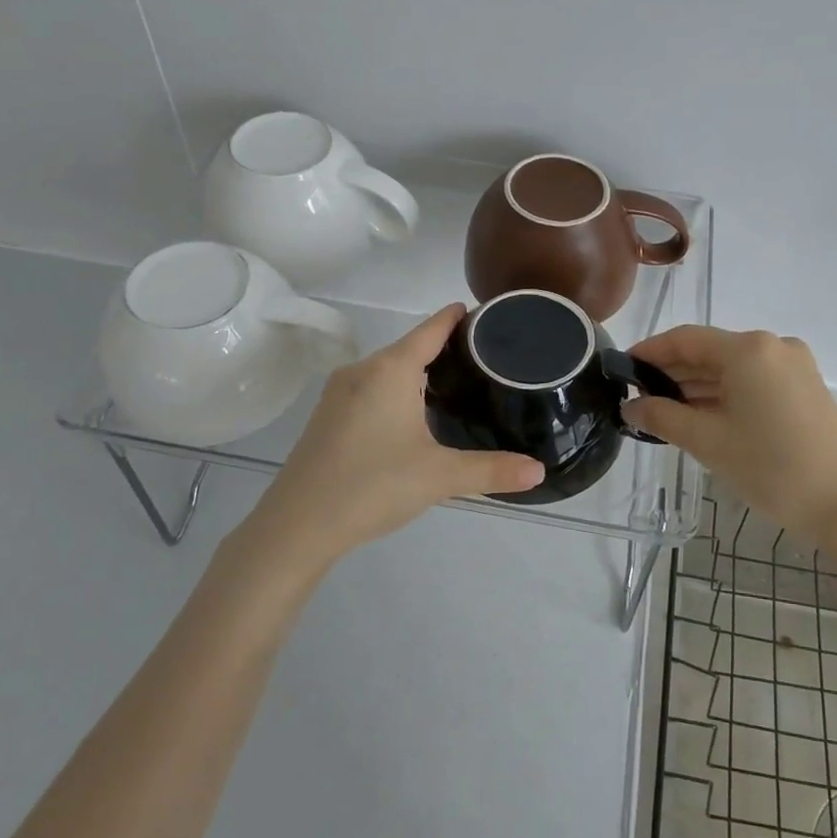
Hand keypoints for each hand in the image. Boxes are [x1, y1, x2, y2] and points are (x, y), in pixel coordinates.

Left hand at [252, 304, 544, 564]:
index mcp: (390, 370)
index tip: (481, 312)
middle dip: (443, 348)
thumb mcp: (439, 477)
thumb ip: (491, 470)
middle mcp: (362, 370)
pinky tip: (412, 415)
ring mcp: (338, 393)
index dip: (456, 317)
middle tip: (484, 359)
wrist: (297, 525)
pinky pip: (370, 388)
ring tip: (455, 385)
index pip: (431, 329)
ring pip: (388, 369)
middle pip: (409, 346)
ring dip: (417, 371)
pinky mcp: (327, 416)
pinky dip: (396, 390)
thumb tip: (539, 470)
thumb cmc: (373, 486)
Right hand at [621, 326, 836, 540]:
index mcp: (748, 349)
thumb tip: (630, 407)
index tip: (622, 369)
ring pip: (732, 369)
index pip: (685, 339)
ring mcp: (794, 367)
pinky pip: (753, 382)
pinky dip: (724, 395)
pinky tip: (701, 417)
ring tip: (663, 413)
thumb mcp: (708, 442)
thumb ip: (662, 418)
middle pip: (710, 352)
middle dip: (672, 373)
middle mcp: (773, 347)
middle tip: (637, 398)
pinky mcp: (805, 389)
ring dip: (697, 387)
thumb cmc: (772, 468)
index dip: (650, 352)